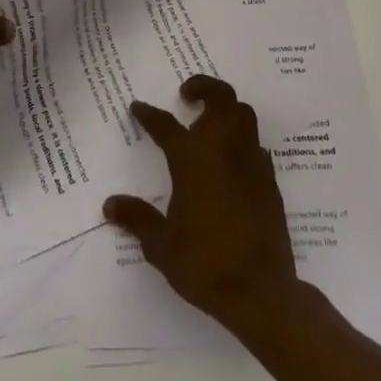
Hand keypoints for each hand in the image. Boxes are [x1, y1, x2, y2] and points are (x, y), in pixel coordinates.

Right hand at [103, 75, 300, 336]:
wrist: (260, 292)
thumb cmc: (205, 264)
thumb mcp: (161, 245)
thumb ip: (137, 219)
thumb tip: (110, 205)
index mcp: (192, 159)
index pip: (165, 125)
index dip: (149, 114)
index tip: (138, 107)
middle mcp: (223, 149)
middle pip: (220, 98)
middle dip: (203, 87)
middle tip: (187, 96)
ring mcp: (251, 162)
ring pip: (243, 115)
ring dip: (226, 110)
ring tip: (209, 124)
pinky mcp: (270, 181)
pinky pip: (255, 145)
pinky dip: (242, 141)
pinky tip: (231, 160)